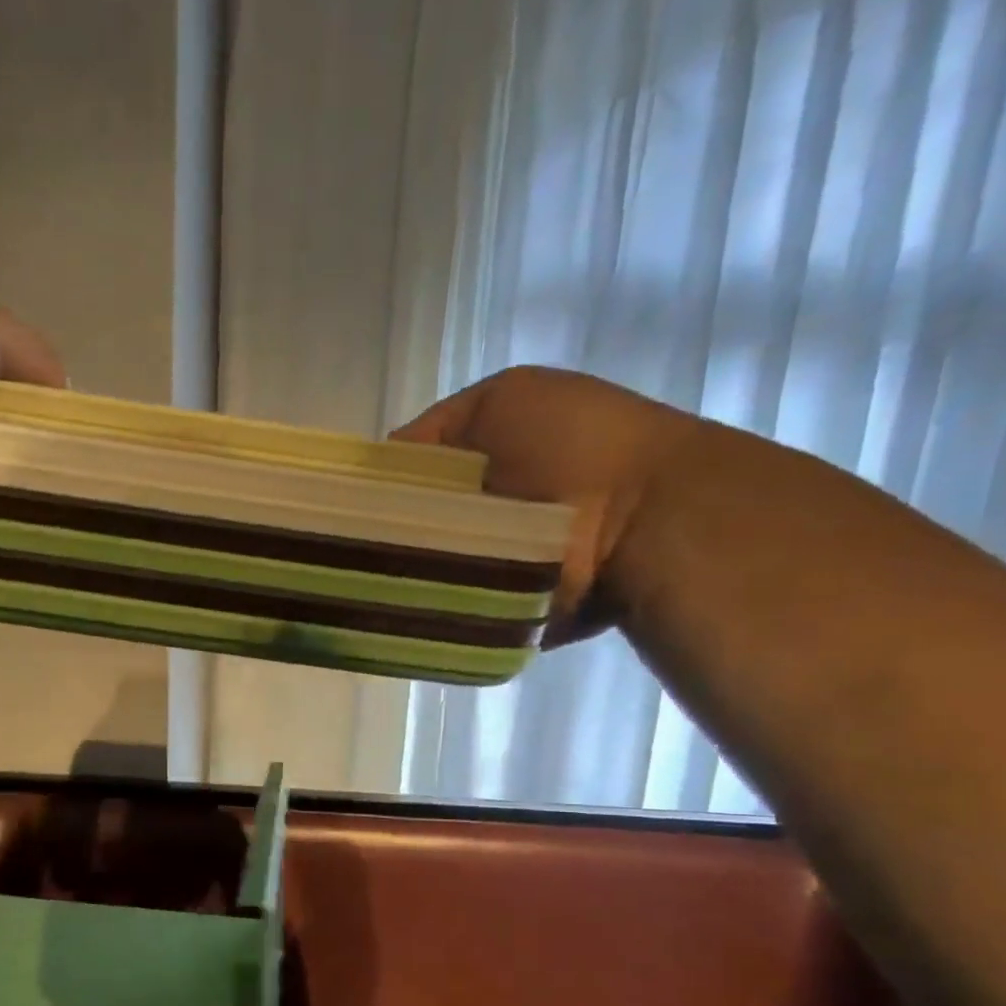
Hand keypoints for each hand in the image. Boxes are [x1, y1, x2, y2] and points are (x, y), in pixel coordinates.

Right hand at [391, 366, 704, 643]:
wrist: (646, 523)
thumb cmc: (574, 446)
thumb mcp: (501, 401)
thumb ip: (437, 431)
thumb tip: (388, 468)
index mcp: (496, 448)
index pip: (419, 466)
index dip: (388, 481)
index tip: (358, 505)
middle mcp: (502, 498)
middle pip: (425, 517)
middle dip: (400, 529)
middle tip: (367, 547)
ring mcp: (509, 553)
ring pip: (438, 563)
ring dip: (421, 568)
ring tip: (389, 576)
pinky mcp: (515, 602)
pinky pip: (461, 603)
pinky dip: (442, 603)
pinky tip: (414, 603)